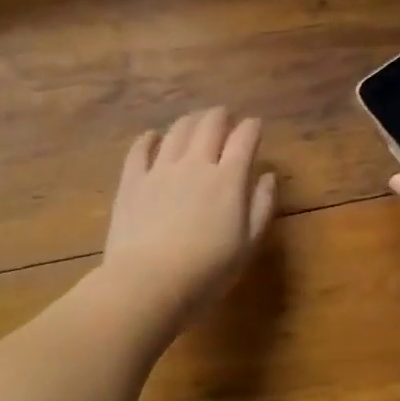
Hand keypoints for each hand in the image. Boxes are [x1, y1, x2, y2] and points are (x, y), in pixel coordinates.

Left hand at [102, 107, 277, 315]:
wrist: (148, 284)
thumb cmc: (206, 272)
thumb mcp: (248, 246)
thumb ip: (261, 206)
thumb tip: (268, 176)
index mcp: (228, 180)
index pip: (244, 139)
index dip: (252, 127)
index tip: (255, 125)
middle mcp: (195, 165)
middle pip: (209, 125)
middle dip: (220, 116)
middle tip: (224, 116)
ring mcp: (160, 170)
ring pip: (177, 131)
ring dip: (189, 121)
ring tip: (195, 121)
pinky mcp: (132, 181)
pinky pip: (140, 149)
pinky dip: (149, 138)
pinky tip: (153, 136)